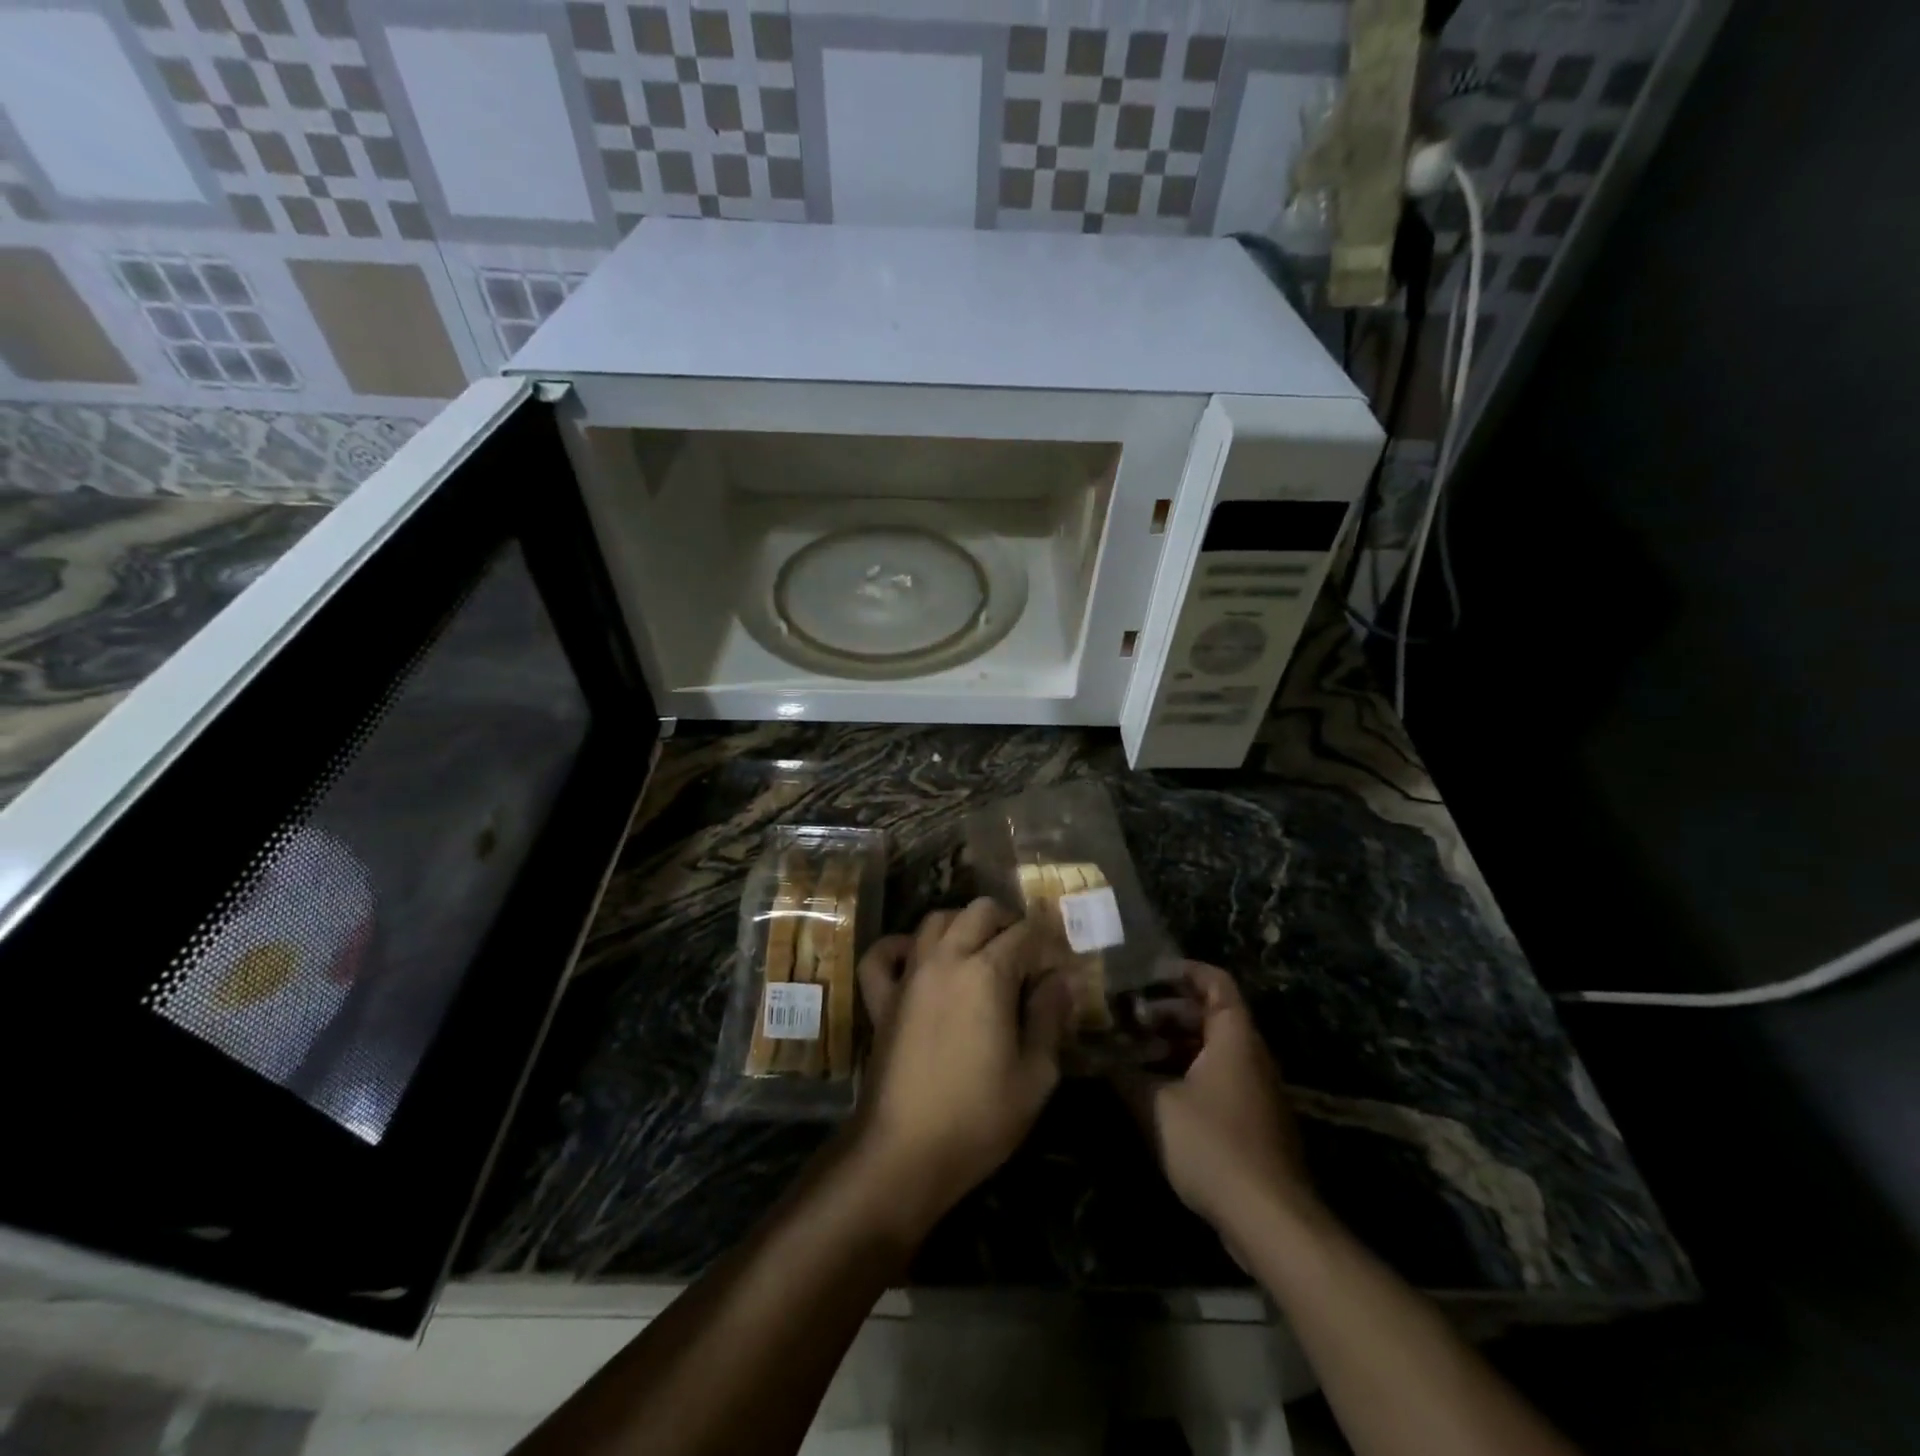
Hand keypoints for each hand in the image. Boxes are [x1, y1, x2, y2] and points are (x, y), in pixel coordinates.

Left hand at [852, 899, 1075, 1226]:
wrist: (903, 1151)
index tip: (1062, 957)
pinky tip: (916, 957)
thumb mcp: (1035, 1075)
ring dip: (962, 925)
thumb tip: (1062, 980)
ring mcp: (909, 975)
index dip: (1049, 939)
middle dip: (1008, 921)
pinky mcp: (881, 998)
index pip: (1025, 933)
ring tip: (980, 950)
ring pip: (934, 921)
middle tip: (1026, 951)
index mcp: (988, 973)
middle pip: (979, 912)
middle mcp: (946, 959)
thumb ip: (1050, 1018)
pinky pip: (882, 955)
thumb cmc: (978, 1117)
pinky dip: (899, 947)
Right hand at [1116, 962, 1321, 1238]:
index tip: (1145, 974)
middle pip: (1210, 1013)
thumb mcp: (1156, 1105)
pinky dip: (1187, 1071)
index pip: (1214, 981)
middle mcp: (1250, 1054)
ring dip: (1174, 1044)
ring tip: (1133, 1050)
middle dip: (1167, 1010)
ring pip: (1212, 1048)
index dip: (1182, 970)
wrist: (1270, 1219)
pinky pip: (1218, 1077)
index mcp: (1234, 1036)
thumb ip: (1125, 1075)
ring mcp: (1255, 1088)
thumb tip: (1097, 1056)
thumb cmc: (1213, 1146)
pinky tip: (1154, 1089)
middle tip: (1127, 1015)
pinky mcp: (1253, 1119)